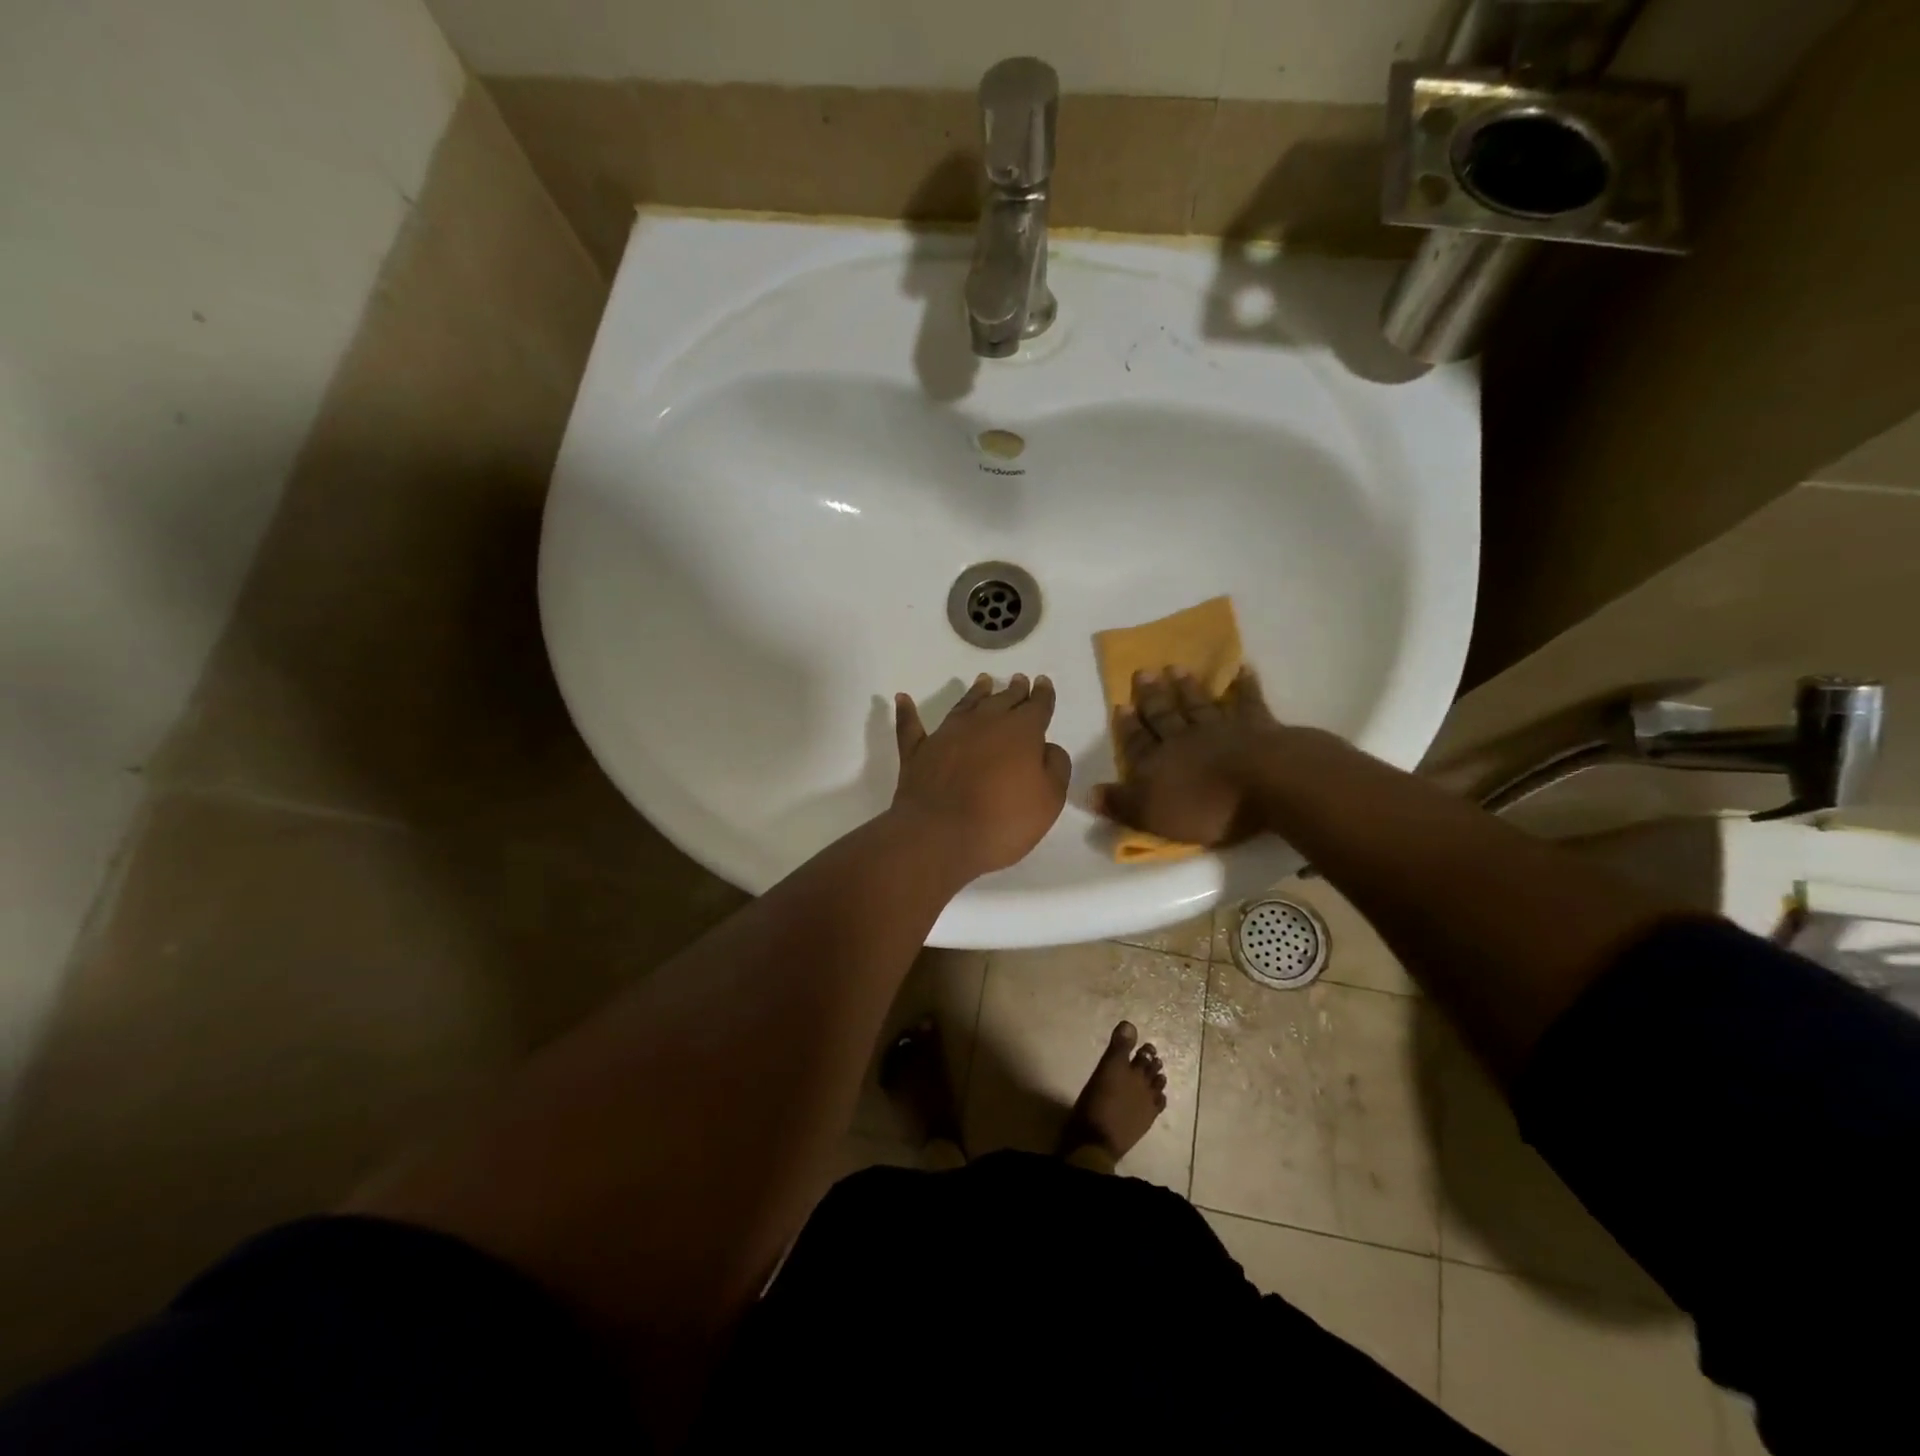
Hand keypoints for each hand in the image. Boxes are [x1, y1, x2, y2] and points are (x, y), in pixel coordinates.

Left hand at [891, 673, 1071, 879]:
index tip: (1043, 682)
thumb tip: (1048, 747)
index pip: (1036, 706)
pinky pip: (911, 725)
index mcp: (1020, 731)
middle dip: (1013, 690)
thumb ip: (1055, 767)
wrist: (941, 835)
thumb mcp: (1049, 800)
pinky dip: (906, 711)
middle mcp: (984, 722)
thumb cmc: (1003, 820)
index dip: (1042, 694)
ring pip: (965, 705)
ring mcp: (947, 734)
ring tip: (983, 681)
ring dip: (975, 692)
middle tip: (1018, 680)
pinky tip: (902, 699)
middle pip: (1002, 700)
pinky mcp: (918, 751)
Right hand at [1095, 667, 1285, 846]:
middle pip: (1165, 716)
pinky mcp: (1258, 727)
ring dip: (1187, 688)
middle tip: (1143, 672)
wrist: (1263, 783)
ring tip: (1176, 668)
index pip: (1137, 743)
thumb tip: (1090, 793)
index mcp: (1157, 764)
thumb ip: (1121, 803)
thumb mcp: (1152, 816)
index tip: (1120, 705)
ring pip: (1199, 704)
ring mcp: (1222, 729)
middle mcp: (1184, 740)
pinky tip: (1243, 668)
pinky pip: (1249, 702)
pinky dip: (1245, 685)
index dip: (1127, 728)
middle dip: (1152, 697)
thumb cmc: (1205, 807)